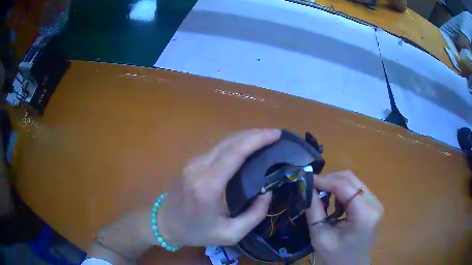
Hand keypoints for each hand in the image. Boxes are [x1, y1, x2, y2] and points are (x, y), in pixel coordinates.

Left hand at [158, 129, 280, 245]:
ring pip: (223, 142)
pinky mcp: (192, 163)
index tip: (276, 135)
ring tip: (265, 139)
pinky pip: (217, 148)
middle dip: (255, 134)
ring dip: (245, 137)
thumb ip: (253, 216)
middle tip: (275, 135)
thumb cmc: (195, 232)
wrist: (163, 223)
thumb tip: (266, 192)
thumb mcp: (229, 234)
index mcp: (207, 187)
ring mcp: (193, 163)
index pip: (234, 153)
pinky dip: (235, 144)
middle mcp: (198, 168)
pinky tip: (247, 148)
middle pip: (230, 142)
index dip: (257, 140)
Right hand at [306, 171, 382, 264]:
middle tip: (314, 187)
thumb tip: (307, 187)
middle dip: (330, 179)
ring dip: (336, 185)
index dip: (325, 180)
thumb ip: (314, 210)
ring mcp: (376, 202)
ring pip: (354, 181)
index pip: (344, 186)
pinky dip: (343, 191)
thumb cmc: (335, 256)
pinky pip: (357, 189)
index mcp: (364, 214)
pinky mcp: (374, 204)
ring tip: (324, 198)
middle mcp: (374, 203)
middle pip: (351, 179)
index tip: (307, 179)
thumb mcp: (320, 236)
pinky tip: (336, 204)